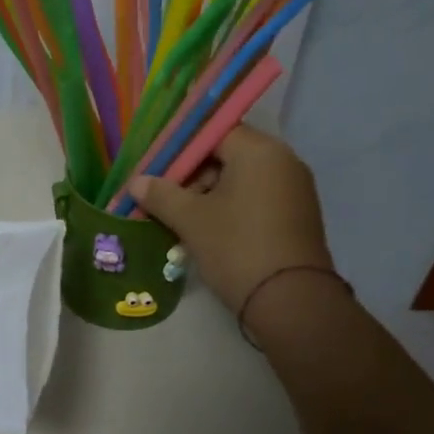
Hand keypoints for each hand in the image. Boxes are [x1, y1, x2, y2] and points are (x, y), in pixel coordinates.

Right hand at [130, 125, 334, 314]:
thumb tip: (136, 182)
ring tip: (182, 222)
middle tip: (165, 201)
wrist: (290, 301)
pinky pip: (256, 200)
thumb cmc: (236, 248)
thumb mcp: (191, 220)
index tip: (156, 171)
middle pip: (227, 155)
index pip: (212, 132)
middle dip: (193, 177)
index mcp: (259, 151)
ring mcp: (294, 189)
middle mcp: (283, 161)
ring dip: (209, 196)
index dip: (180, 150)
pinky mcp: (297, 216)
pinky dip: (231, 210)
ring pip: (241, 180)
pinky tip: (209, 234)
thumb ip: (161, 195)